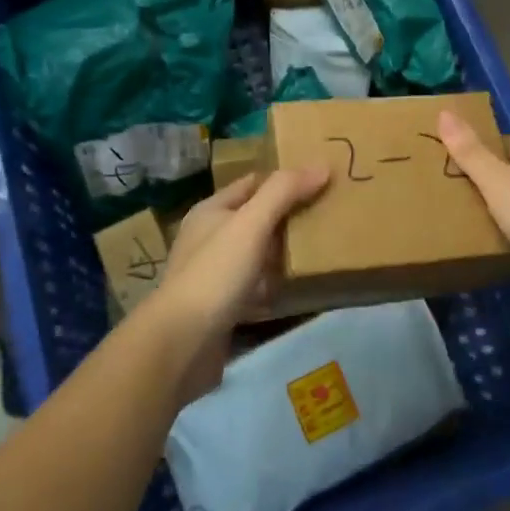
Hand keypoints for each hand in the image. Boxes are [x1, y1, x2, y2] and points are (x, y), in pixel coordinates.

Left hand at [141, 166, 327, 402]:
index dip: (283, 179)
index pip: (252, 183)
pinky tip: (296, 289)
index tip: (319, 179)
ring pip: (256, 254)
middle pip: (255, 218)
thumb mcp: (251, 224)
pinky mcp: (221, 308)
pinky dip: (273, 286)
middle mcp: (209, 238)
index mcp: (211, 211)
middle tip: (328, 214)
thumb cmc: (215, 273)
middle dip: (287, 216)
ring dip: (282, 253)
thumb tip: (322, 166)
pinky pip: (254, 288)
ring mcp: (213, 274)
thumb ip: (284, 192)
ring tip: (321, 249)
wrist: (182, 345)